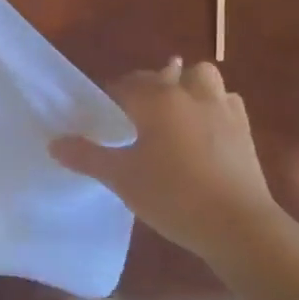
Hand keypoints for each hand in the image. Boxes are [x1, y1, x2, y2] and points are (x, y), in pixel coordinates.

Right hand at [50, 59, 285, 260]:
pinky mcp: (244, 128)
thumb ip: (87, 156)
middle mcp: (189, 93)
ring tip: (174, 111)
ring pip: (201, 77)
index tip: (101, 118)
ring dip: (186, 86)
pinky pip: (225, 101)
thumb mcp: (121, 178)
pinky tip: (204, 129)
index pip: (125, 85)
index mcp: (156, 99)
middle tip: (134, 116)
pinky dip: (213, 106)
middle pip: (164, 74)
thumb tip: (54, 143)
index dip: (110, 98)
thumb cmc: (172, 195)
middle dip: (147, 87)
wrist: (237, 224)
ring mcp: (222, 108)